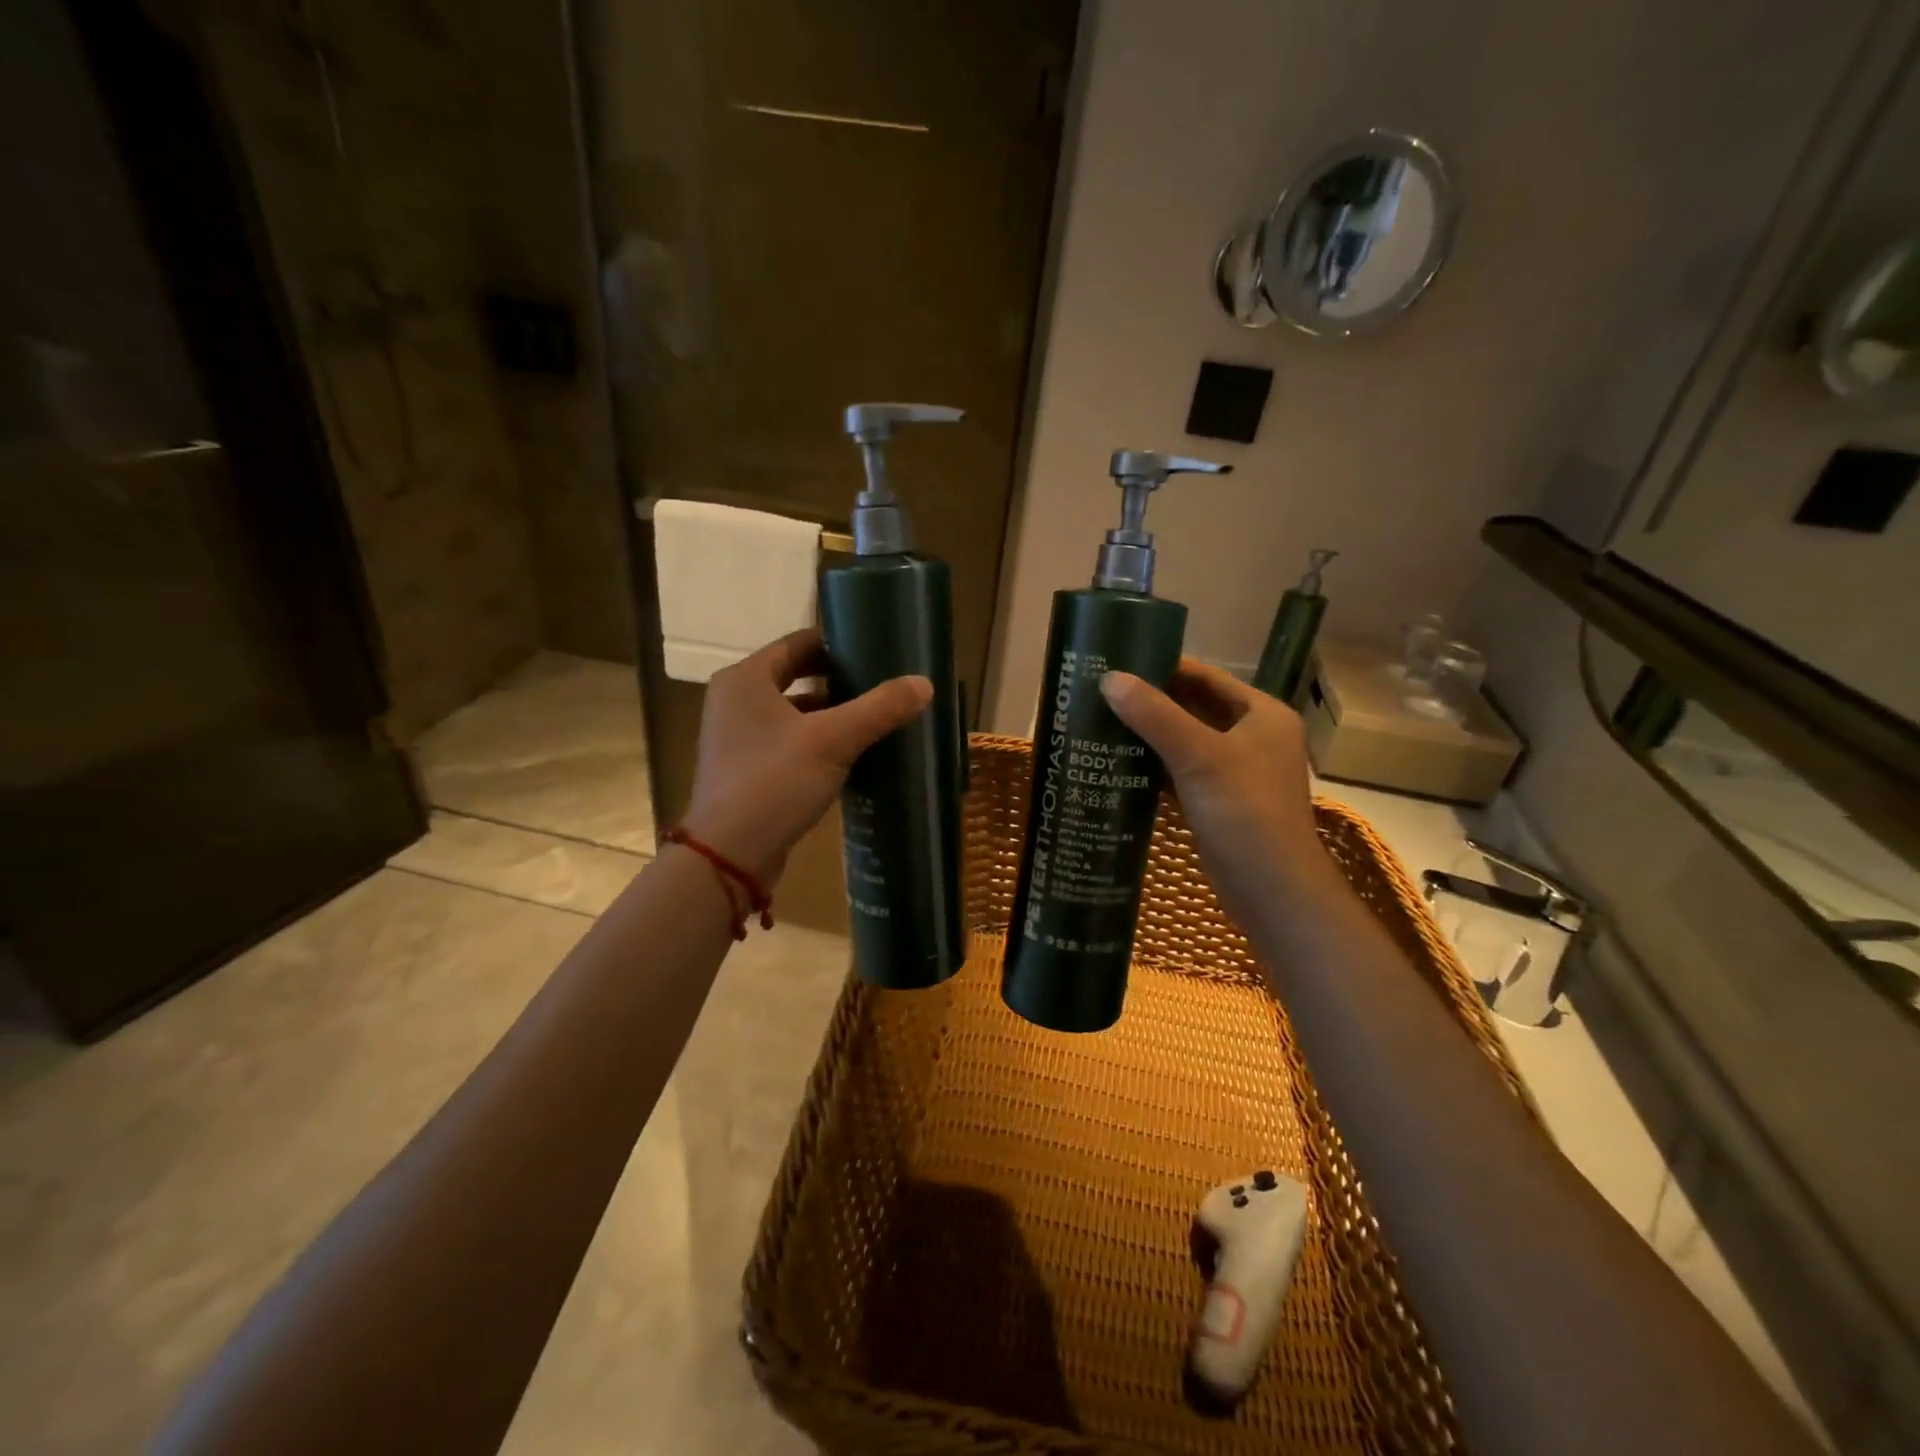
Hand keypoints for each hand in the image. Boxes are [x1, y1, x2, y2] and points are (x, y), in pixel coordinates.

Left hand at [681, 628, 931, 886]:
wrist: (729, 855)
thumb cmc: (774, 782)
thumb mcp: (833, 740)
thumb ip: (879, 708)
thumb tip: (925, 683)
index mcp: (745, 679)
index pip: (797, 643)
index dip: (837, 644)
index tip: (875, 650)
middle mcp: (734, 701)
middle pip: (795, 676)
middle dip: (838, 681)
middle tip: (881, 684)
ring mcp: (736, 737)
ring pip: (792, 712)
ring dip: (829, 714)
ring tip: (873, 718)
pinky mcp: (745, 770)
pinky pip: (787, 742)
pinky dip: (816, 742)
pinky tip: (849, 755)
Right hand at [1100, 659, 1333, 927]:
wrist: (1272, 890)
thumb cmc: (1245, 812)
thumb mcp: (1198, 756)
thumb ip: (1155, 715)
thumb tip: (1109, 679)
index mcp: (1262, 715)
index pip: (1208, 677)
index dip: (1166, 667)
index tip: (1121, 663)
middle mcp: (1254, 737)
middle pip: (1196, 708)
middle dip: (1153, 702)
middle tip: (1103, 694)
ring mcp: (1237, 772)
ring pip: (1187, 742)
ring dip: (1151, 734)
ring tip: (1103, 723)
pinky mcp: (1220, 802)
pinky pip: (1183, 772)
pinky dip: (1155, 767)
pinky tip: (1119, 764)